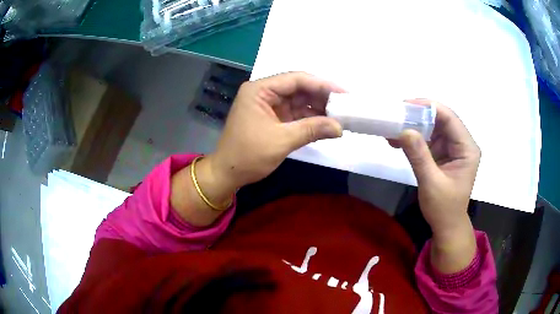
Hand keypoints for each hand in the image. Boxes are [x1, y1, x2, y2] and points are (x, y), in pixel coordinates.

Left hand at [207, 72, 343, 190]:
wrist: (227, 174)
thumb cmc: (248, 155)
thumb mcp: (281, 141)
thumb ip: (312, 130)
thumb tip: (340, 128)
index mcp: (259, 90)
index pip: (296, 79)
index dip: (322, 84)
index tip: (344, 93)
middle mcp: (264, 92)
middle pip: (298, 88)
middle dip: (322, 96)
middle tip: (346, 105)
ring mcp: (268, 105)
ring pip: (298, 100)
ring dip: (318, 107)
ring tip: (341, 114)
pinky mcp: (272, 118)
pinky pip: (295, 113)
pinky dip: (310, 118)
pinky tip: (326, 122)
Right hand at [390, 99, 480, 272]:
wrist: (446, 225)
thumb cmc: (444, 208)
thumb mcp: (431, 183)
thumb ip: (420, 156)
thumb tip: (404, 130)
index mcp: (467, 148)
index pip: (450, 119)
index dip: (429, 107)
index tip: (407, 104)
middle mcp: (461, 144)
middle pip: (441, 120)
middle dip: (419, 115)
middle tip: (396, 113)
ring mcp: (452, 148)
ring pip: (433, 128)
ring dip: (414, 126)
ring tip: (393, 126)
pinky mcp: (442, 154)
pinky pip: (428, 140)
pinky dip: (413, 139)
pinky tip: (397, 140)